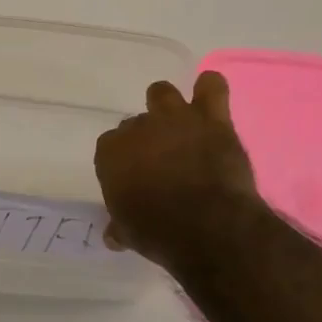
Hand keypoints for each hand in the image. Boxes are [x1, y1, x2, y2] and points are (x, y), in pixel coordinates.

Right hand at [94, 71, 260, 266]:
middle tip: (160, 160)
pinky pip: (211, 86)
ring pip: (162, 93)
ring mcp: (175, 119)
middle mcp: (138, 128)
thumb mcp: (129, 233)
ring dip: (167, 106)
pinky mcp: (212, 119)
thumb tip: (114, 234)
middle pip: (135, 122)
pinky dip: (209, 88)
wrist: (208, 227)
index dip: (123, 160)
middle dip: (146, 138)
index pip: (110, 146)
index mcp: (111, 153)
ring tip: (179, 125)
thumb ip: (119, 225)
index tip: (133, 176)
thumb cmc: (158, 233)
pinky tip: (209, 97)